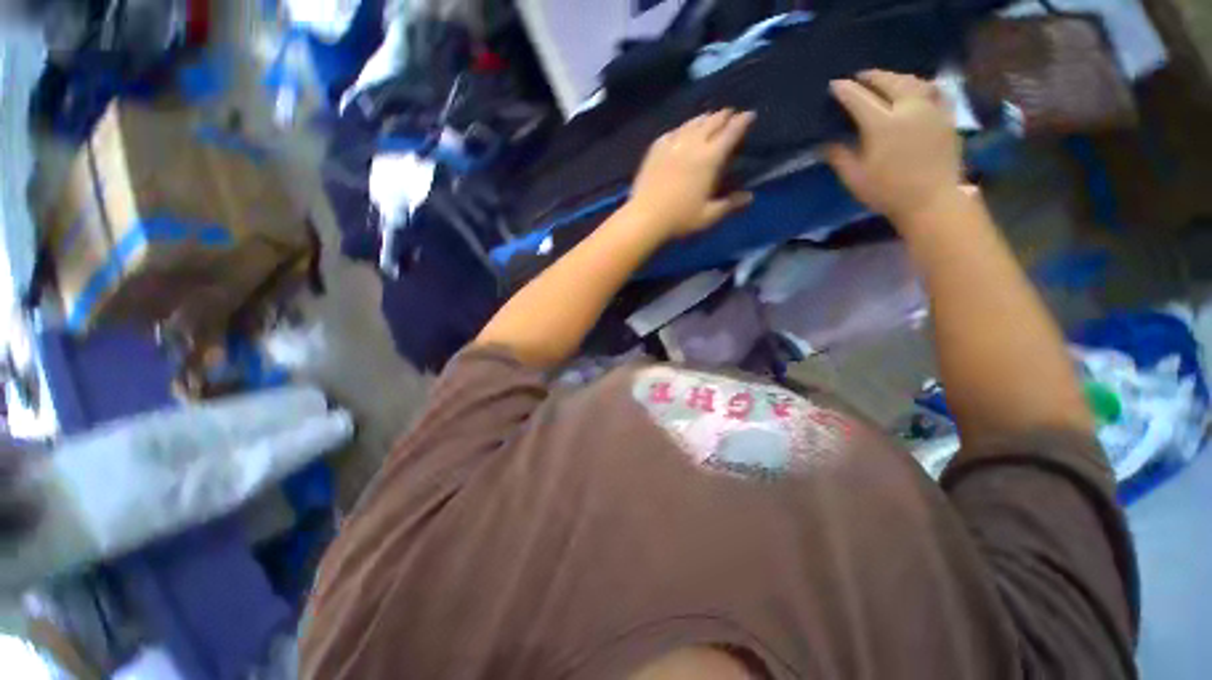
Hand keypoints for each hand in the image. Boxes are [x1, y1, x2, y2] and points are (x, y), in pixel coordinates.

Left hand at [626, 109, 755, 238]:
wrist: (645, 218)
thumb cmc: (680, 219)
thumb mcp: (709, 216)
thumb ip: (730, 204)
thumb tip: (749, 196)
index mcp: (709, 158)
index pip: (730, 133)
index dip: (742, 122)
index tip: (750, 115)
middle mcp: (692, 145)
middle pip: (712, 122)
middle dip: (724, 116)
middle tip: (731, 114)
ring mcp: (672, 145)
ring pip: (692, 123)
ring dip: (704, 119)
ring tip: (709, 117)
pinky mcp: (655, 150)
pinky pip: (672, 132)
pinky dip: (682, 128)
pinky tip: (682, 131)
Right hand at [825, 70, 963, 224]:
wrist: (932, 199)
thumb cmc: (888, 192)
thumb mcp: (855, 178)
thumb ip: (839, 156)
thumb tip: (825, 143)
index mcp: (882, 124)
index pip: (859, 98)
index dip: (845, 90)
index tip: (834, 85)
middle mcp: (908, 108)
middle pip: (888, 81)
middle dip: (871, 76)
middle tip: (859, 77)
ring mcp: (930, 109)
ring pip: (913, 81)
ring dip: (895, 77)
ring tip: (886, 80)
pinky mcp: (946, 116)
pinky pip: (934, 90)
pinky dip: (921, 85)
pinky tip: (916, 89)